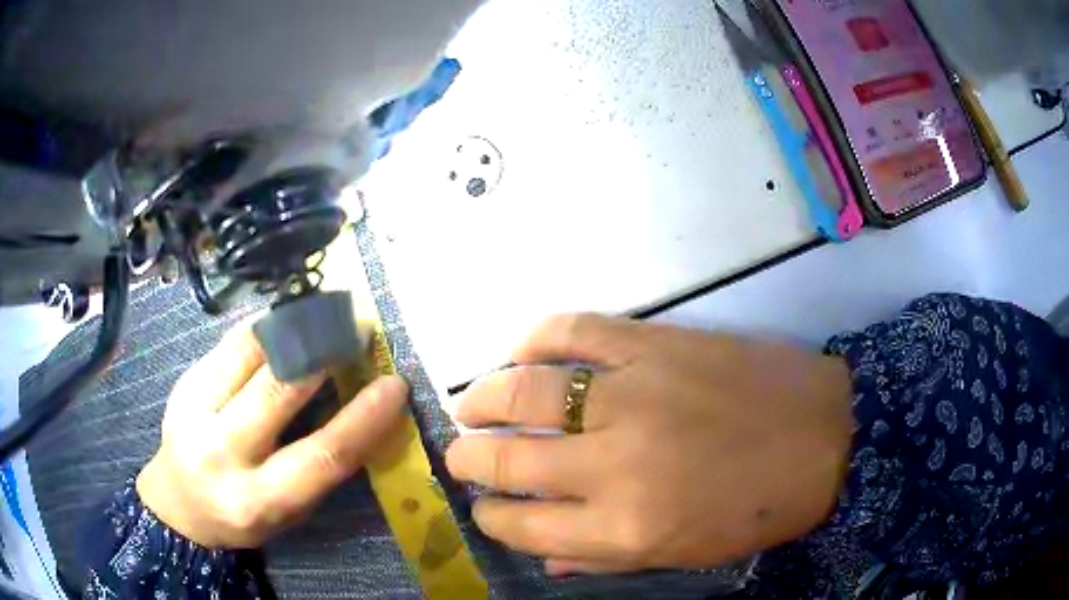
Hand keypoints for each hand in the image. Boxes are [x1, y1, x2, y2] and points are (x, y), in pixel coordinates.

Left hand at [137, 319, 407, 548]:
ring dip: (294, 328)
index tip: (395, 384)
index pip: (320, 455)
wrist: (179, 502)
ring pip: (250, 354)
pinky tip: (287, 318)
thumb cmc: (244, 514)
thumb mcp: (289, 509)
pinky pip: (229, 344)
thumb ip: (317, 465)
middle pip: (279, 392)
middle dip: (324, 353)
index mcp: (259, 499)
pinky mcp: (183, 382)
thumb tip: (356, 406)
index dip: (363, 418)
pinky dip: (265, 327)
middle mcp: (222, 454)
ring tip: (326, 313)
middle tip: (357, 330)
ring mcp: (195, 411)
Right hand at [446, 314, 851, 575]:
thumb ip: (606, 557)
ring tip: (469, 404)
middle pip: (509, 459)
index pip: (523, 526)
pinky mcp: (655, 344)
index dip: (492, 517)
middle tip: (458, 452)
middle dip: (469, 458)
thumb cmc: (759, 510)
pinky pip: (574, 330)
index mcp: (624, 527)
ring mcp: (633, 394)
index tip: (482, 507)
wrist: (826, 435)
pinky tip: (519, 352)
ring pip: (525, 390)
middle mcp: (614, 463)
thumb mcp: (686, 555)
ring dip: (483, 398)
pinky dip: (534, 337)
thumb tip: (545, 553)